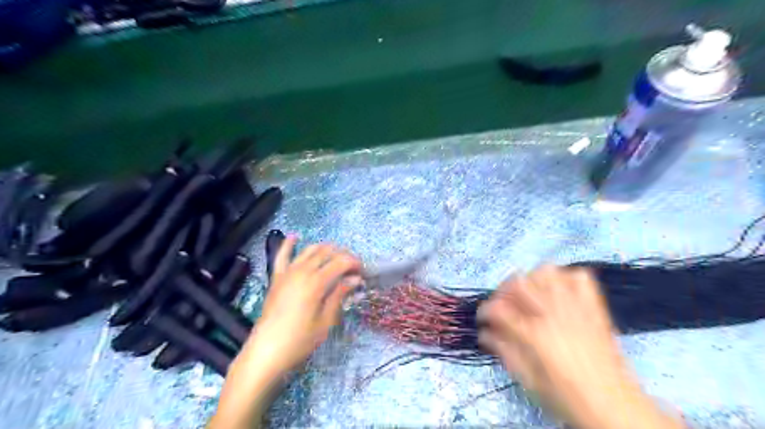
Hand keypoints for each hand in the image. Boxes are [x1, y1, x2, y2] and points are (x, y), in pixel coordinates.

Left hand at [209, 238, 362, 428]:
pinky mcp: (276, 277)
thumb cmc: (300, 340)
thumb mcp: (325, 321)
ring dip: (325, 249)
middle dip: (344, 256)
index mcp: (316, 282)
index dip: (355, 264)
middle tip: (353, 269)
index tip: (363, 273)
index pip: (341, 262)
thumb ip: (339, 295)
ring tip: (336, 257)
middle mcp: (302, 271)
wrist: (266, 351)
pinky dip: (288, 244)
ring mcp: (287, 272)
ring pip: (309, 250)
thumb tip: (354, 280)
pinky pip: (282, 256)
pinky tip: (294, 237)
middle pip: (328, 252)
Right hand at [477, 265, 680, 428]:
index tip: (483, 319)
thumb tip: (484, 333)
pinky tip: (558, 294)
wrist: (614, 406)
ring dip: (532, 280)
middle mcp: (552, 312)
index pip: (498, 309)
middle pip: (518, 282)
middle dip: (503, 291)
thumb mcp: (528, 380)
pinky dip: (564, 279)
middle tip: (503, 305)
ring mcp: (575, 306)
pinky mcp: (593, 307)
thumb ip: (503, 351)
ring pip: (546, 271)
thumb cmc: (567, 397)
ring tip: (530, 296)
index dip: (484, 311)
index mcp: (534, 334)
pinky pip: (578, 277)